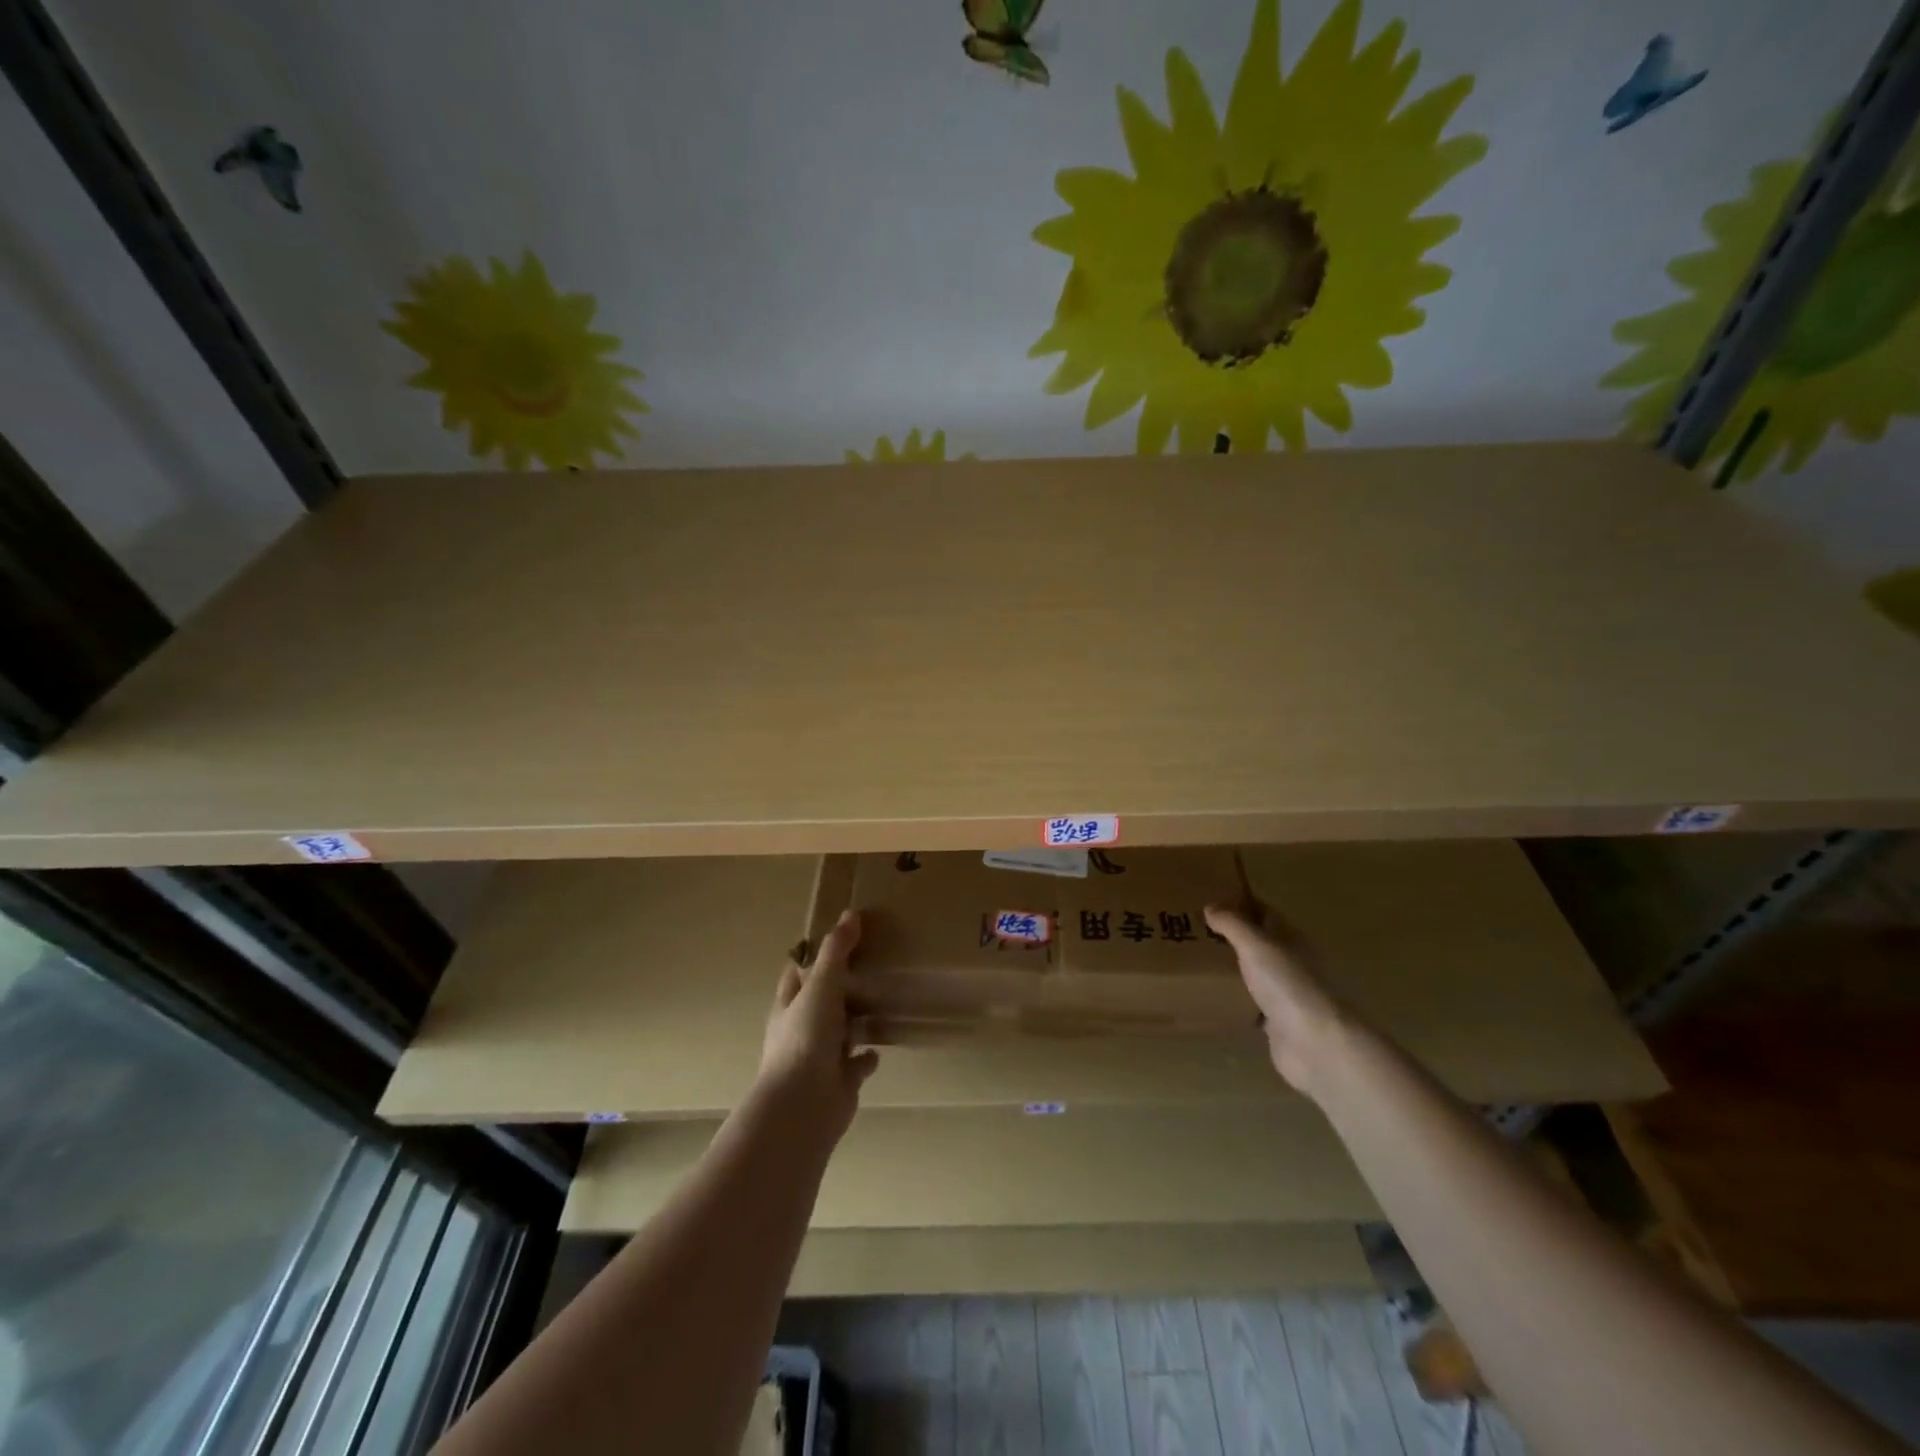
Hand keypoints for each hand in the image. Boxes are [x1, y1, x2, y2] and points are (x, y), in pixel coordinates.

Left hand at [760, 909, 879, 1139]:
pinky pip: (857, 1064)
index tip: (838, 937)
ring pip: (840, 1032)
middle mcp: (801, 1030)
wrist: (803, 1106)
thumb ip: (836, 952)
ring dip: (855, 1020)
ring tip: (882, 999)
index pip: (797, 973)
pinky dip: (867, 1056)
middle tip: (871, 963)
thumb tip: (850, 914)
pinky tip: (882, 1046)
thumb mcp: (821, 986)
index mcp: (789, 1006)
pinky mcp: (841, 1081)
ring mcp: (820, 1057)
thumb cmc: (805, 1039)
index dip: (812, 955)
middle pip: (820, 1001)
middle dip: (840, 986)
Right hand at [1204, 902, 1344, 1097]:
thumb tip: (1211, 905)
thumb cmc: (1289, 985)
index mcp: (1291, 938)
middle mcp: (1291, 963)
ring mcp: (1286, 994)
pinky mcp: (1277, 1023)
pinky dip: (1235, 999)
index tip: (1209, 900)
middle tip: (1193, 930)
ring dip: (1232, 967)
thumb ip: (1234, 924)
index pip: (1264, 913)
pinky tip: (1212, 997)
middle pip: (1259, 942)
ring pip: (1255, 973)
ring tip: (1196, 960)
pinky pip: (1252, 1004)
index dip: (1240, 904)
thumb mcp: (1257, 945)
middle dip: (1232, 935)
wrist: (1316, 1045)